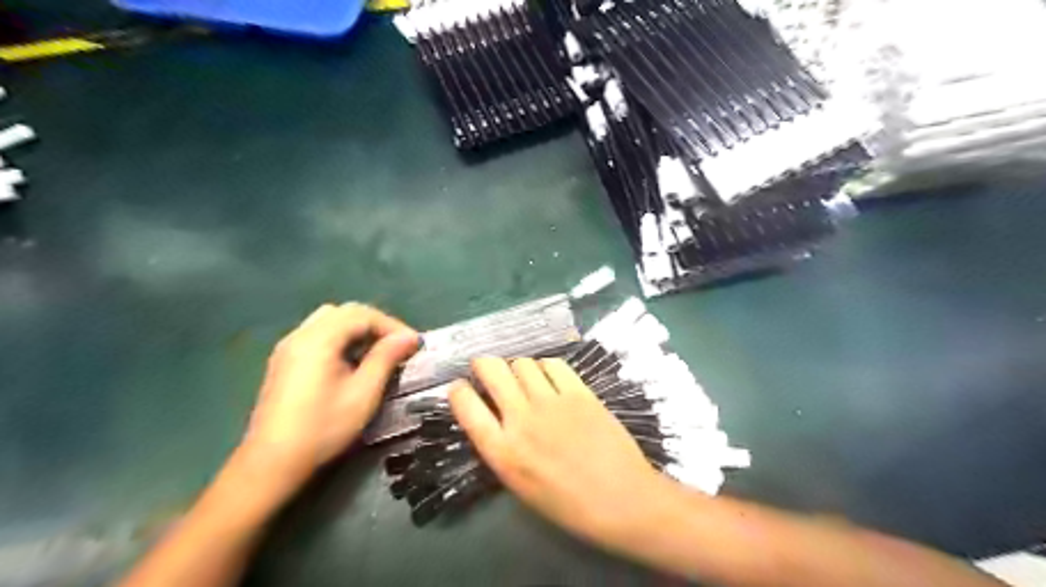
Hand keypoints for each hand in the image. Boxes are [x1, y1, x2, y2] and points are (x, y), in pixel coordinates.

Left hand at [237, 306, 415, 500]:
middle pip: (345, 312)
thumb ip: (386, 358)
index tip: (412, 344)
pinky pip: (317, 333)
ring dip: (357, 329)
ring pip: (330, 320)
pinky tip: (350, 361)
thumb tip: (408, 337)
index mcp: (318, 339)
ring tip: (376, 351)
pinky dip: (340, 337)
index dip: (392, 325)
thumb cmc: (323, 427)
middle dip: (376, 324)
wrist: (272, 462)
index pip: (362, 314)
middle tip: (397, 345)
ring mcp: (288, 346)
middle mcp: (300, 335)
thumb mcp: (364, 393)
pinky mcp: (284, 360)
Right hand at [446, 358, 660, 544]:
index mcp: (502, 452)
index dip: (458, 390)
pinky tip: (550, 378)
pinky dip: (545, 366)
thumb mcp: (520, 485)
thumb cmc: (568, 504)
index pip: (465, 405)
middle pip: (491, 369)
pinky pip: (553, 363)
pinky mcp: (579, 392)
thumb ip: (502, 448)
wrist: (622, 500)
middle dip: (483, 364)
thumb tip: (493, 417)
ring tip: (525, 379)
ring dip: (517, 367)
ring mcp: (551, 402)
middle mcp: (521, 420)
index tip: (461, 387)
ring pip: (522, 362)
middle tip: (488, 370)